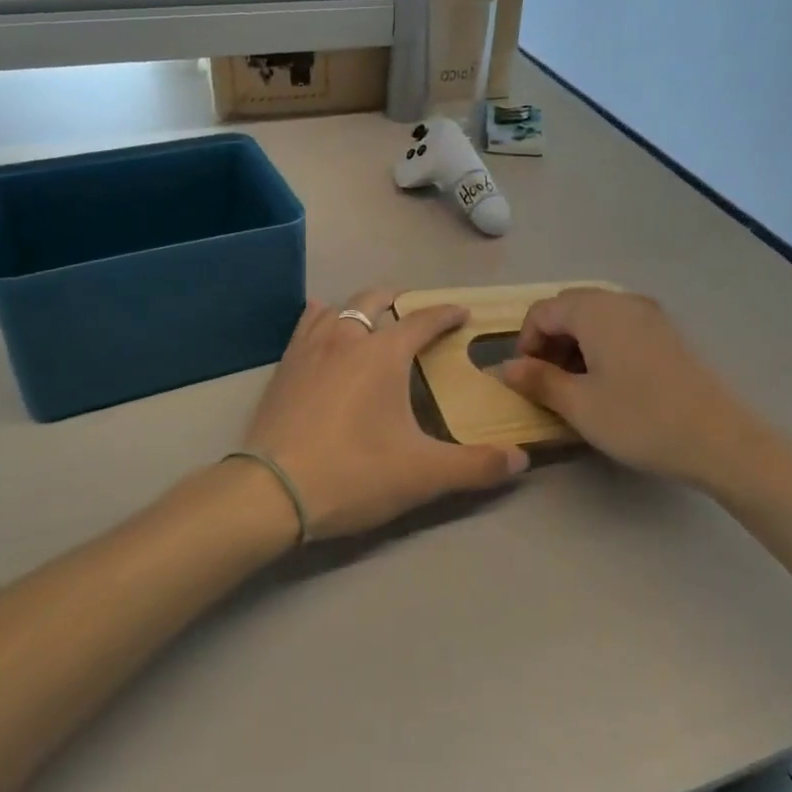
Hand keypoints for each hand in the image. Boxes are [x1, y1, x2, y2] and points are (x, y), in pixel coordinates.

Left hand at [242, 289, 528, 539]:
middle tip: (416, 313)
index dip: (446, 314)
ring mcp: (309, 348)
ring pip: (338, 307)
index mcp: (383, 353)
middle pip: (375, 299)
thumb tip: (520, 460)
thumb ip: (475, 466)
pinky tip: (322, 327)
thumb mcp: (423, 474)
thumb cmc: (353, 474)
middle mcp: (346, 338)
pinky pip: (306, 325)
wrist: (271, 492)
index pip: (423, 321)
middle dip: (400, 300)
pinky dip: (322, 318)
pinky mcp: (283, 367)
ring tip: (372, 318)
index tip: (462, 312)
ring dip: (360, 307)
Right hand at [498, 288, 751, 483]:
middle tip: (548, 382)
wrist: (720, 439)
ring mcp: (650, 314)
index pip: (542, 311)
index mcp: (595, 310)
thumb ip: (538, 380)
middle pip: (569, 308)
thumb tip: (506, 367)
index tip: (526, 379)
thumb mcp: (579, 405)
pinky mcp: (667, 333)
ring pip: (596, 318)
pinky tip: (609, 382)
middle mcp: (621, 301)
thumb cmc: (640, 420)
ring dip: (575, 344)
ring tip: (577, 386)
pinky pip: (621, 327)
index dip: (525, 342)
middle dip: (550, 341)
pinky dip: (602, 345)